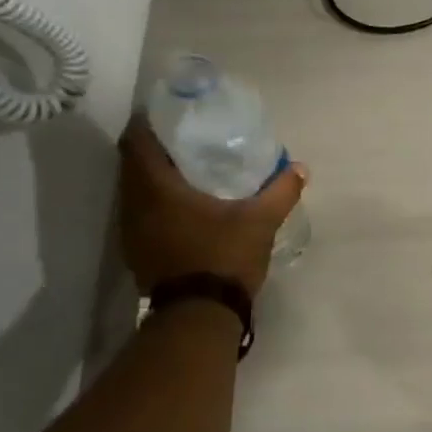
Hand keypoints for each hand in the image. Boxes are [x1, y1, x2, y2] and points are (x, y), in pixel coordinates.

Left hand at [117, 115, 307, 298]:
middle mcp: (135, 205)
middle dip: (156, 149)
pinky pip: (141, 214)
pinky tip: (184, 208)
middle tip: (186, 140)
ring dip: (154, 178)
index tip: (171, 115)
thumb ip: (281, 191)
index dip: (149, 123)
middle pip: (132, 164)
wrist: (199, 316)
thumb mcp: (260, 221)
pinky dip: (156, 203)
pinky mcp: (137, 252)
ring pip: (135, 191)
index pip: (136, 141)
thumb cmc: (223, 257)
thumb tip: (300, 168)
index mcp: (156, 188)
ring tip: (187, 170)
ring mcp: (131, 232)